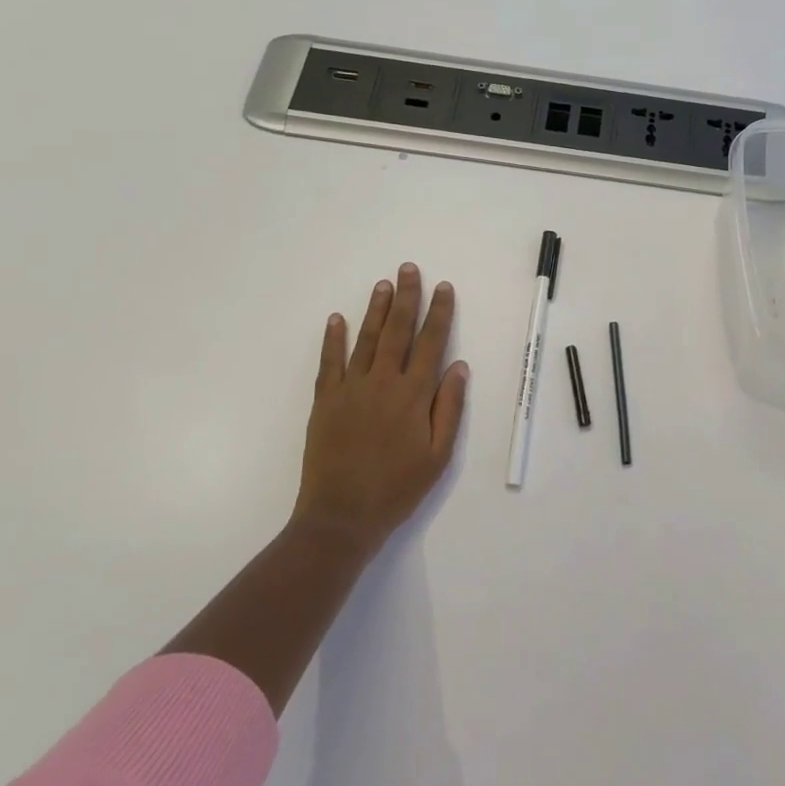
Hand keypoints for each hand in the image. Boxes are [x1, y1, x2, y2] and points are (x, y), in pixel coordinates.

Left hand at [293, 263, 469, 554]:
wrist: (341, 516)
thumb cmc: (397, 488)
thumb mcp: (438, 455)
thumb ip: (449, 407)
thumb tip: (459, 366)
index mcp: (413, 395)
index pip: (431, 343)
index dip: (439, 313)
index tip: (444, 287)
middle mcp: (382, 383)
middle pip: (397, 331)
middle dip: (406, 297)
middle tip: (408, 269)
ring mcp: (350, 389)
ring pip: (365, 339)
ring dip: (375, 309)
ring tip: (383, 284)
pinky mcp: (325, 401)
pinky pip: (329, 362)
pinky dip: (333, 339)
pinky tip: (337, 318)